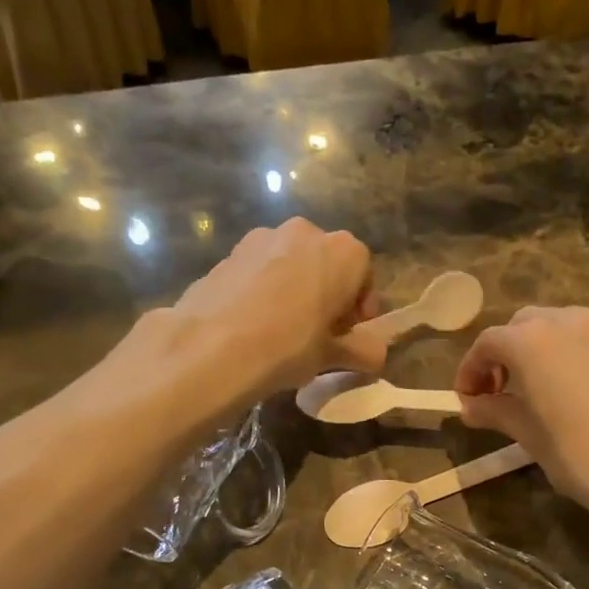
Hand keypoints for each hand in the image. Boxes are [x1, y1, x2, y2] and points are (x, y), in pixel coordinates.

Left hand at [168, 219, 385, 405]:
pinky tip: (252, 323)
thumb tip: (376, 355)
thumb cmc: (289, 346)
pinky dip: (264, 289)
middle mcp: (305, 232)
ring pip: (291, 263)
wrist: (212, 346)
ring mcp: (263, 237)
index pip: (364, 274)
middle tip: (319, 332)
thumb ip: (363, 351)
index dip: (361, 307)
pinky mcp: (230, 251)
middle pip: (327, 263)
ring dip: (295, 289)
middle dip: (328, 293)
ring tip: (282, 328)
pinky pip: (260, 269)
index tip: (350, 334)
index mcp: (343, 252)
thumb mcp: (332, 355)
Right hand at [454, 307, 588, 538]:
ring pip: (572, 327)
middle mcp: (574, 321)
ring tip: (555, 387)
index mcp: (534, 341)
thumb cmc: (585, 459)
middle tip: (507, 390)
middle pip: (529, 325)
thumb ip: (498, 412)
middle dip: (511, 352)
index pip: (489, 342)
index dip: (472, 369)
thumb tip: (472, 406)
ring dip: (553, 349)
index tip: (468, 398)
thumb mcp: (532, 438)